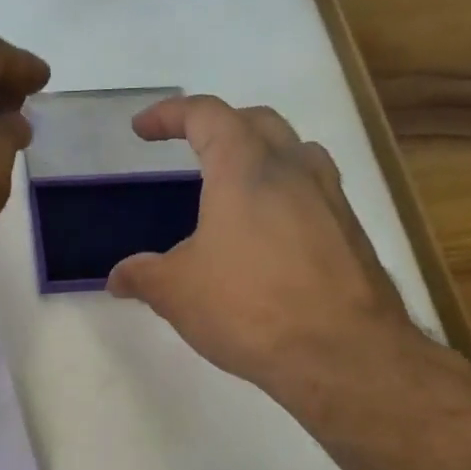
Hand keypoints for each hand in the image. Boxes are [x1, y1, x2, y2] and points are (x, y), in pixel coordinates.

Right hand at [106, 95, 427, 403]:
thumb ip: (143, 275)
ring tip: (235, 185)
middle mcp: (293, 169)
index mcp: (245, 168)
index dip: (169, 115)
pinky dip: (284, 194)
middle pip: (256, 122)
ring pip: (295, 152)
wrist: (343, 354)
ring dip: (261, 154)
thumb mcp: (177, 292)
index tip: (143, 129)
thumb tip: (119, 277)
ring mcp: (330, 198)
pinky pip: (313, 192)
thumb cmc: (249, 308)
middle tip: (192, 147)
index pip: (206, 115)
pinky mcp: (351, 232)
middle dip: (219, 125)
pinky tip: (268, 235)